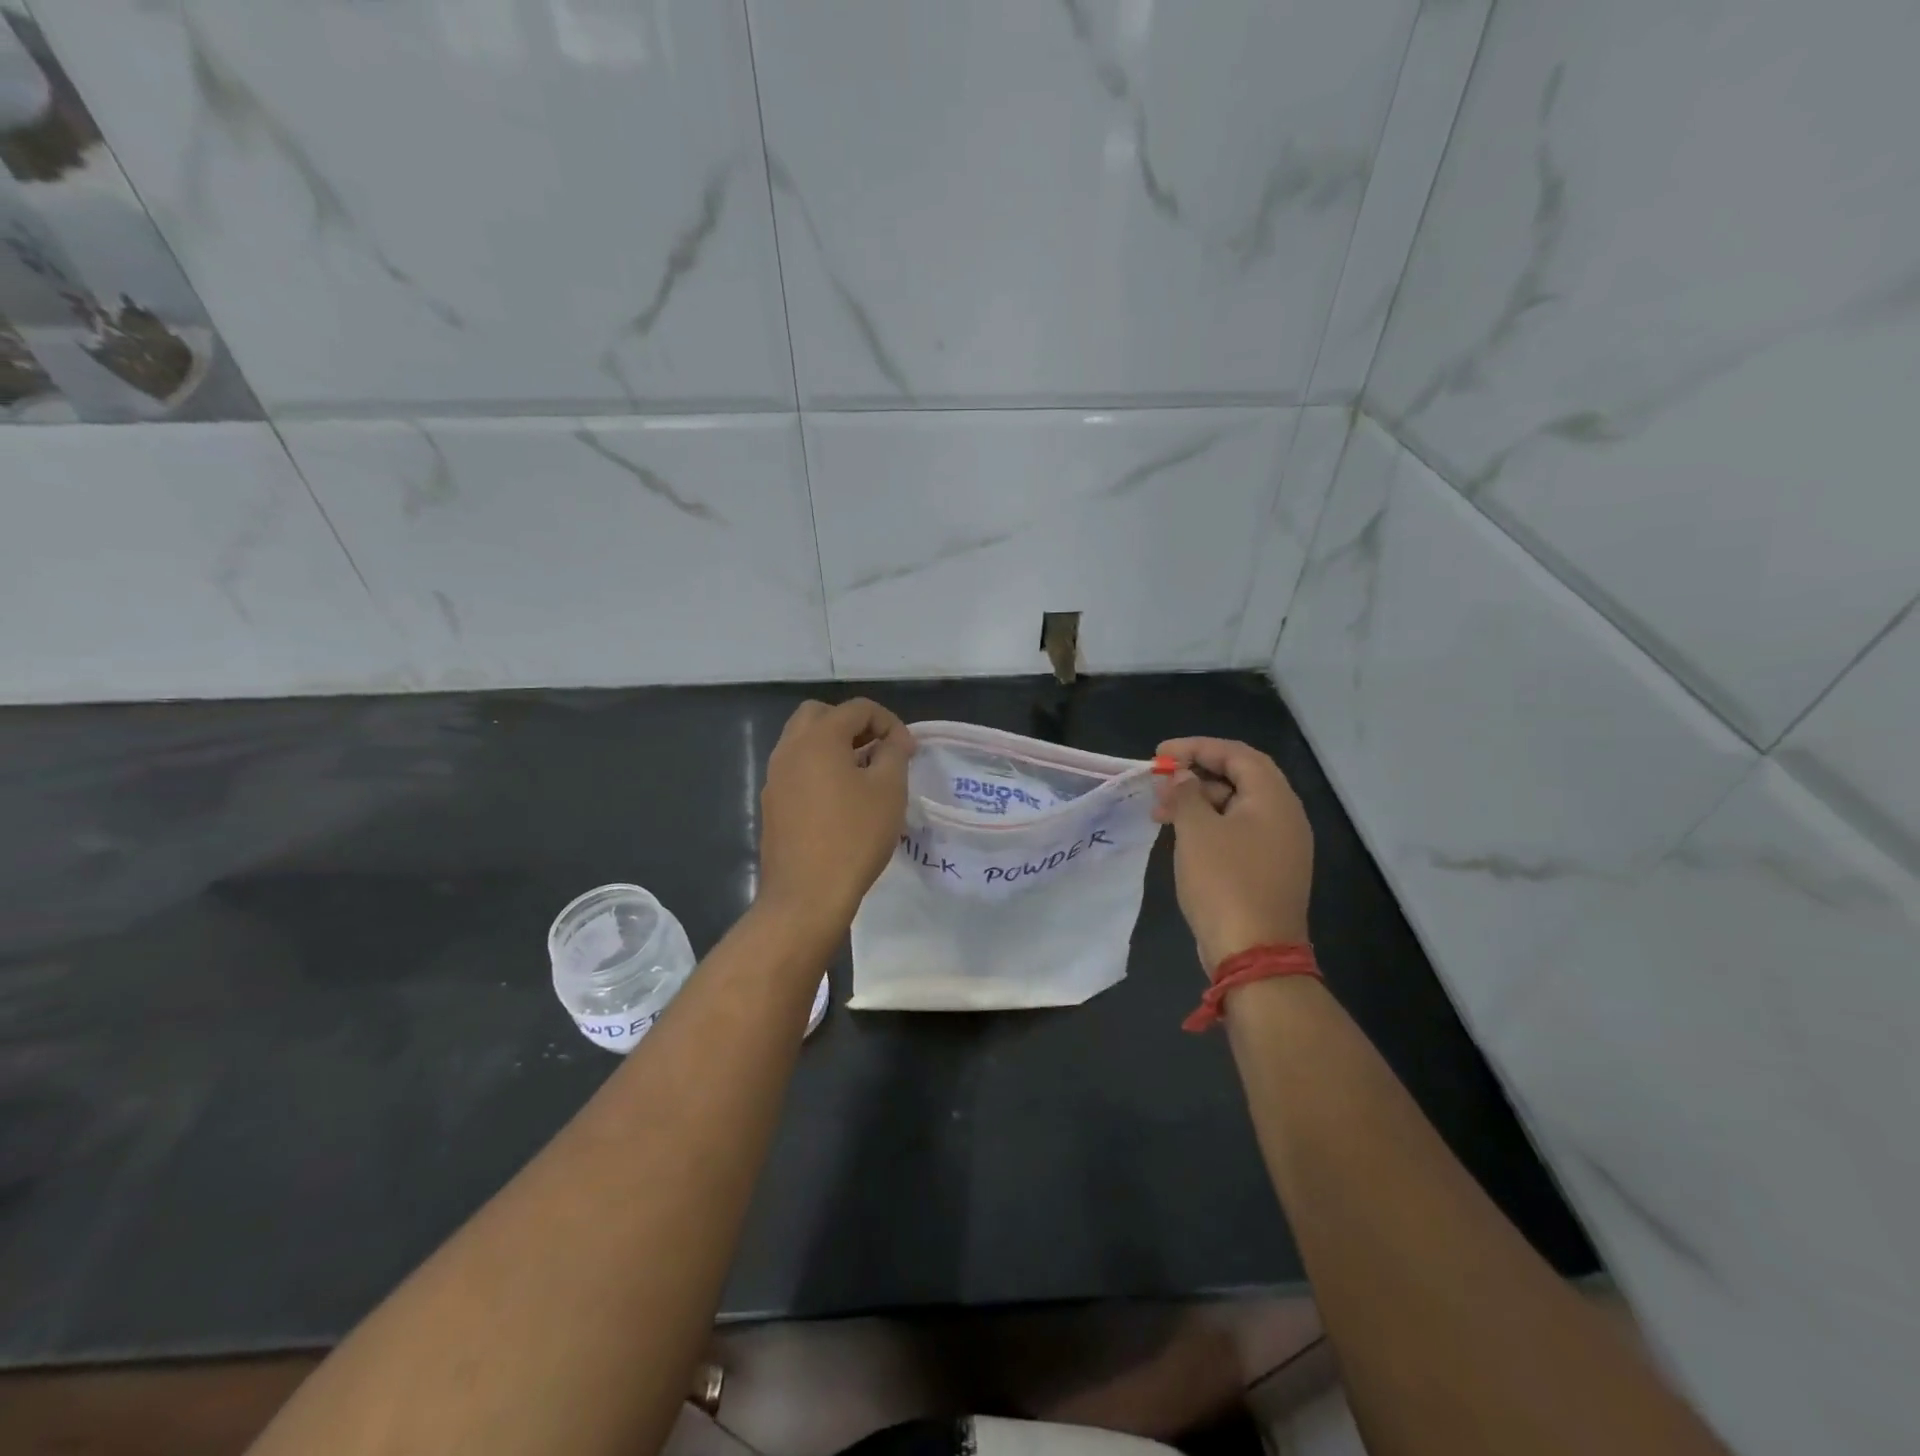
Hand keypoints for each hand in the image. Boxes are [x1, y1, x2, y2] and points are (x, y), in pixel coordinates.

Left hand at [758, 698, 913, 937]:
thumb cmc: (854, 837)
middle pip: (820, 715)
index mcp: (818, 738)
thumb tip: (894, 740)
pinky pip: (796, 769)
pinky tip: (841, 800)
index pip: (857, 708)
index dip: (889, 722)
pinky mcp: (772, 803)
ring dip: (834, 746)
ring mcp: (775, 777)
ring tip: (864, 774)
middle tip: (878, 750)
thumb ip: (894, 753)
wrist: (807, 895)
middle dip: (853, 725)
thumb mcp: (889, 790)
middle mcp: (789, 749)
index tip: (908, 750)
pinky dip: (819, 769)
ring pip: (803, 742)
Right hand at [1153, 737, 1313, 971]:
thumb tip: (1184, 778)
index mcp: (1274, 799)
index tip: (1159, 755)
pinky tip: (1182, 838)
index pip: (1237, 754)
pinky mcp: (1269, 870)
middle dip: (1195, 775)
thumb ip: (1187, 794)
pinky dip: (1210, 826)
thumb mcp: (1196, 831)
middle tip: (1159, 785)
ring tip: (1161, 814)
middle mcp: (1285, 817)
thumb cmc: (1224, 883)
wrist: (1254, 954)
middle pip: (1240, 778)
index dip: (1196, 747)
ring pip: (1236, 807)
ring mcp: (1280, 846)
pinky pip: (1239, 833)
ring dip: (1199, 802)